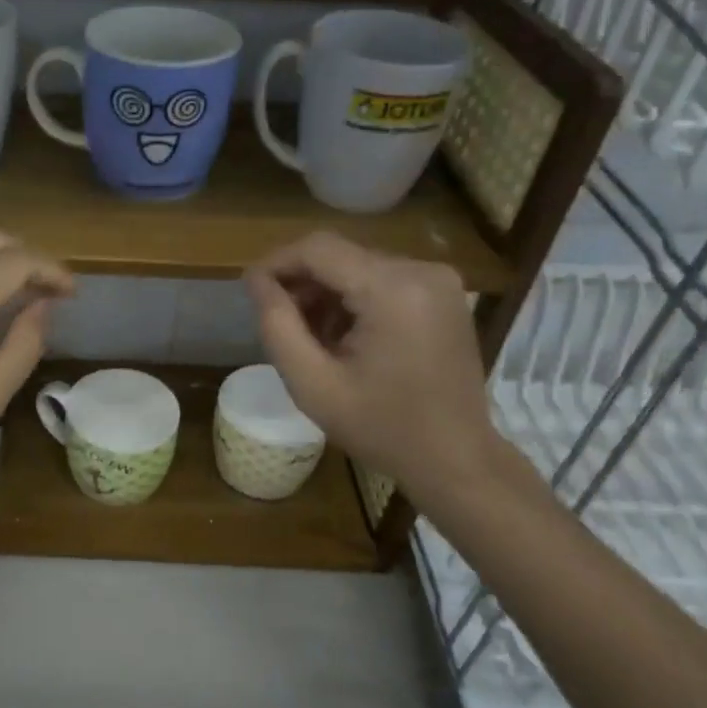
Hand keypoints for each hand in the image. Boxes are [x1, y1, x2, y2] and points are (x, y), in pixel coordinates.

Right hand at [244, 232, 506, 502]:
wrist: (455, 458)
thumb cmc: (381, 427)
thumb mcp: (312, 384)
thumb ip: (277, 325)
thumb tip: (256, 280)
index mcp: (392, 289)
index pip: (318, 249)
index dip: (277, 262)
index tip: (251, 291)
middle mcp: (421, 270)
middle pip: (339, 255)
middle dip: (302, 283)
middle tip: (281, 325)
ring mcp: (438, 280)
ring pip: (358, 266)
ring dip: (327, 293)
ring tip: (313, 339)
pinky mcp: (443, 293)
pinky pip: (382, 279)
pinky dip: (354, 299)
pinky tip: (345, 337)